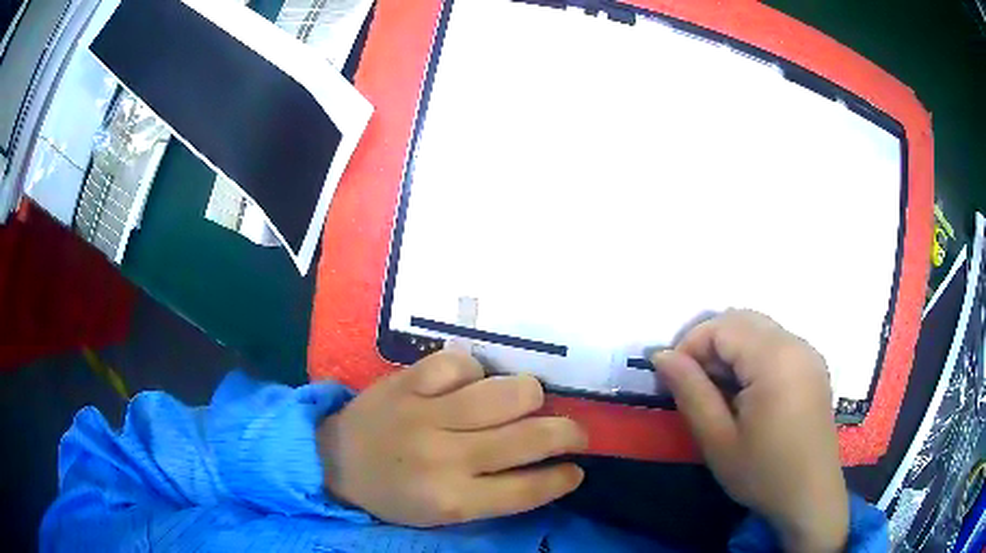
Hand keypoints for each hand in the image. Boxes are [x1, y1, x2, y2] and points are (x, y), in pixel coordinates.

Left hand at [316, 351, 587, 526]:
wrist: (333, 460)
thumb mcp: (443, 515)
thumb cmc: (393, 495)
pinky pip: (463, 362)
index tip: (577, 469)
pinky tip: (469, 384)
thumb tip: (548, 469)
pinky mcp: (407, 381)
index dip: (564, 477)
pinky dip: (476, 372)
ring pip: (509, 391)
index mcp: (453, 500)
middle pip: (532, 437)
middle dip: (569, 434)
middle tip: (572, 433)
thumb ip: (495, 496)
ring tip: (523, 404)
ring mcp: (426, 414)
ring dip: (529, 396)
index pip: (529, 489)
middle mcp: (445, 457)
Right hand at [654, 310, 848, 552]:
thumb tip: (661, 355)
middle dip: (708, 344)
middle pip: (741, 320)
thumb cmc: (763, 473)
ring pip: (758, 329)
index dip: (689, 345)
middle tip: (691, 384)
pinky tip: (745, 392)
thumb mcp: (718, 440)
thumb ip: (690, 391)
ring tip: (717, 391)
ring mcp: (808, 353)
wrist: (810, 496)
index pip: (722, 326)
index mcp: (775, 359)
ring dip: (730, 350)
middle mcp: (796, 343)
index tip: (672, 381)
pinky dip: (751, 356)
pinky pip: (775, 343)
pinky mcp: (813, 366)